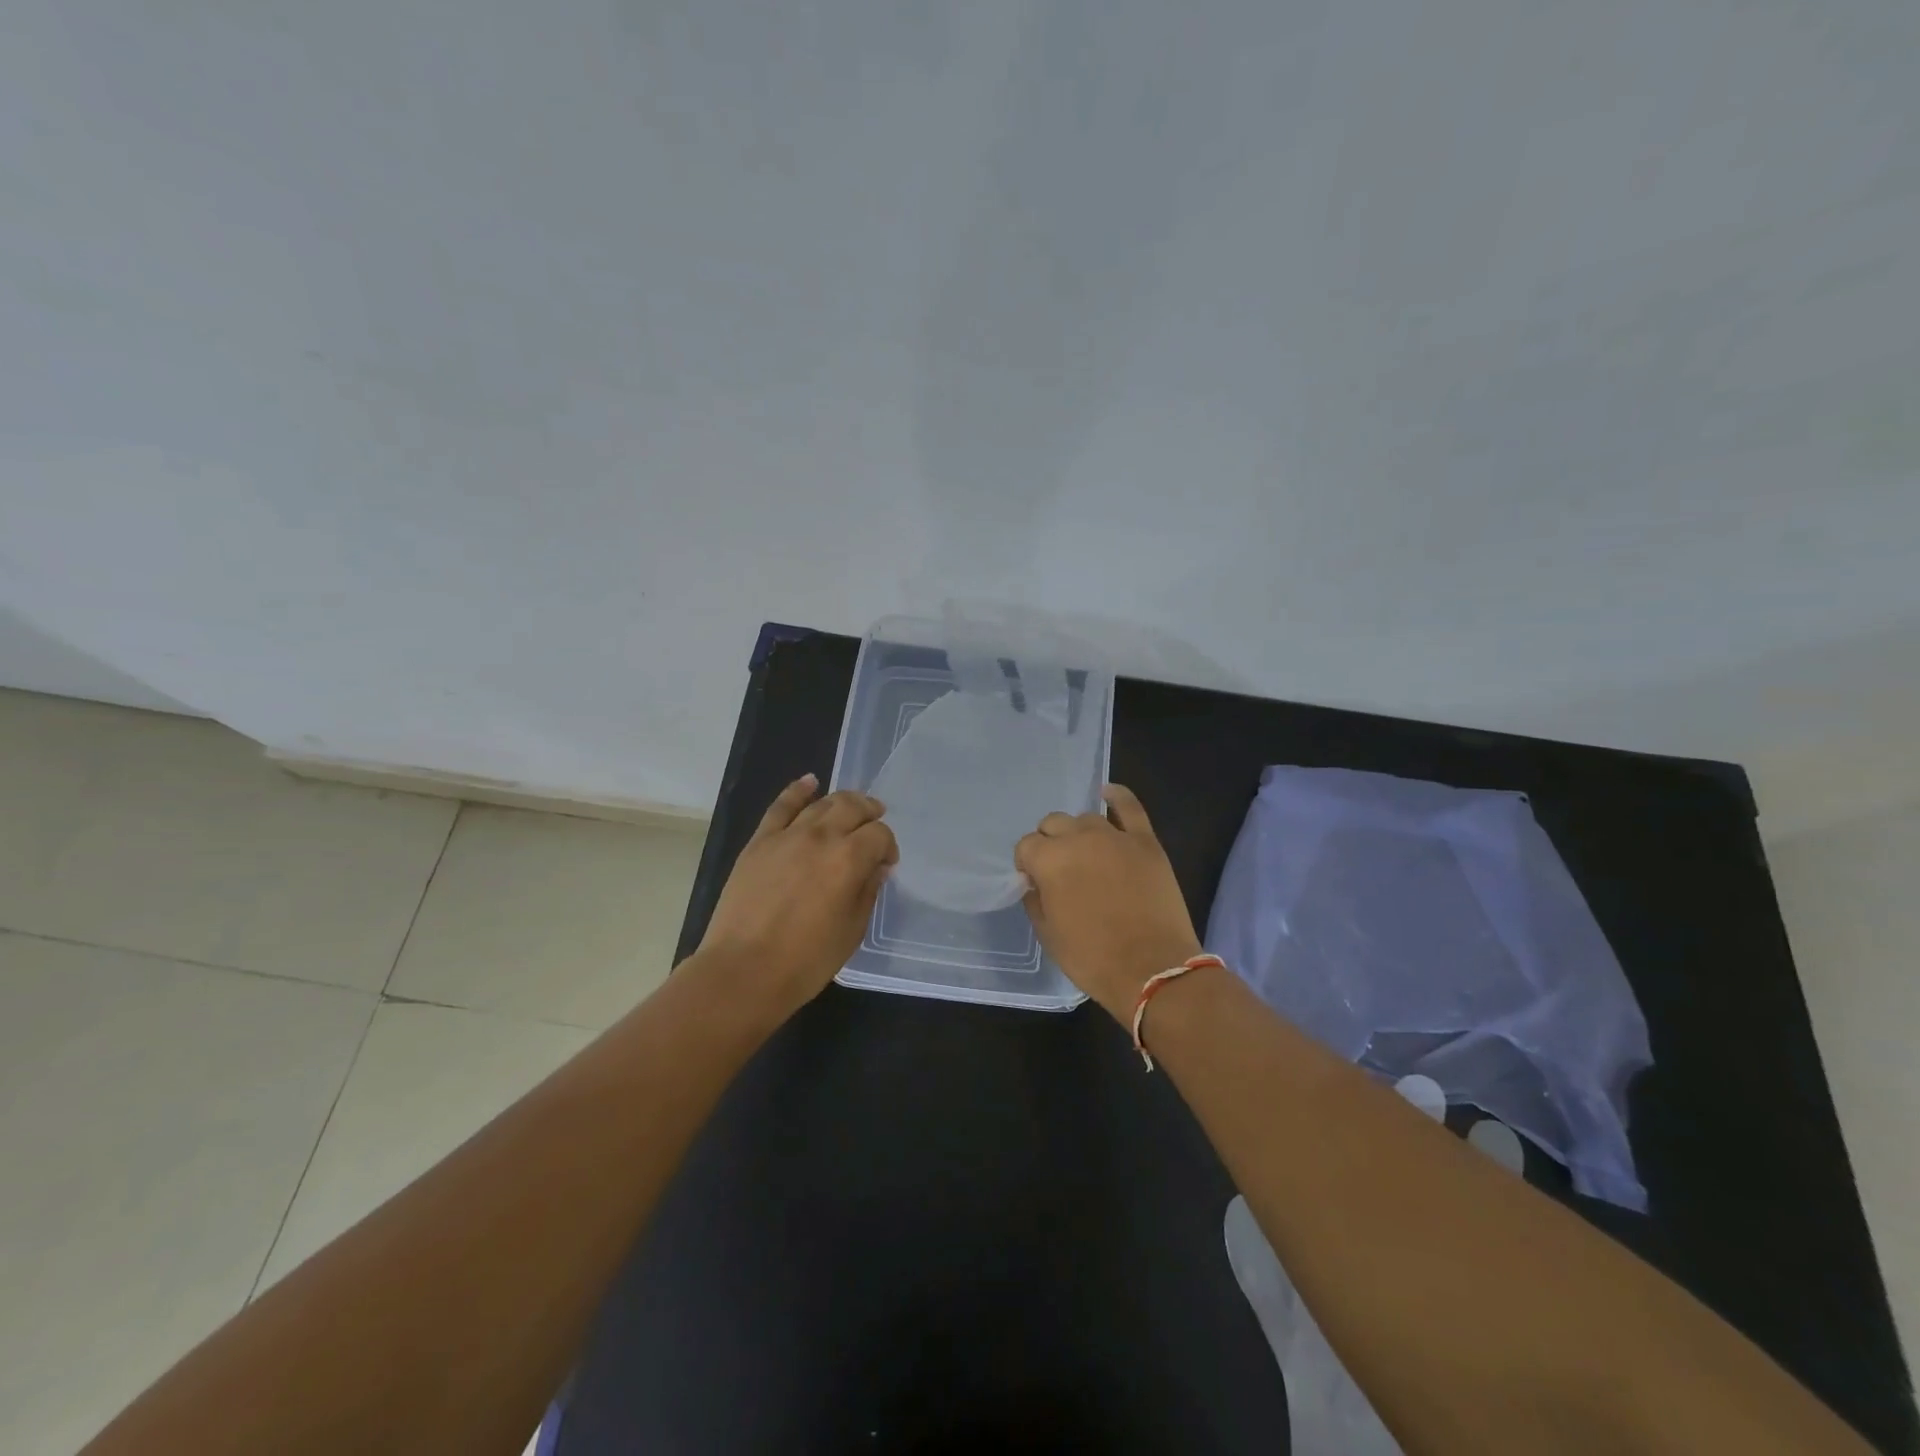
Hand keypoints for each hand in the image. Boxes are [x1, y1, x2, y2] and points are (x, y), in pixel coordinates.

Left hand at [696, 774, 896, 1015]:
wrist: (743, 971)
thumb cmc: (805, 960)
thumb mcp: (851, 931)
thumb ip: (867, 892)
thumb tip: (875, 868)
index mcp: (849, 859)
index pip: (879, 834)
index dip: (888, 846)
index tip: (885, 864)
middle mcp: (821, 837)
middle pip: (852, 807)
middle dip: (870, 812)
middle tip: (875, 823)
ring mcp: (787, 836)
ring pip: (821, 803)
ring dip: (841, 801)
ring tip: (851, 807)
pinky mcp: (759, 842)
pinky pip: (780, 806)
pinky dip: (798, 790)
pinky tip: (810, 782)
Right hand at [1014, 784, 1202, 1022]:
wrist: (1153, 970)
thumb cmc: (1093, 958)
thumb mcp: (1048, 935)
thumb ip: (1035, 899)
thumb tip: (1036, 881)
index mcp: (1050, 861)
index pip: (1026, 846)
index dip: (1028, 864)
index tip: (1036, 882)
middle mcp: (1079, 839)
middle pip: (1053, 824)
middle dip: (1049, 843)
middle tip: (1060, 870)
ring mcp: (1115, 837)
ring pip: (1086, 818)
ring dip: (1079, 834)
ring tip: (1086, 855)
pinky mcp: (1145, 842)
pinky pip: (1129, 807)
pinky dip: (1117, 797)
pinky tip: (1108, 793)